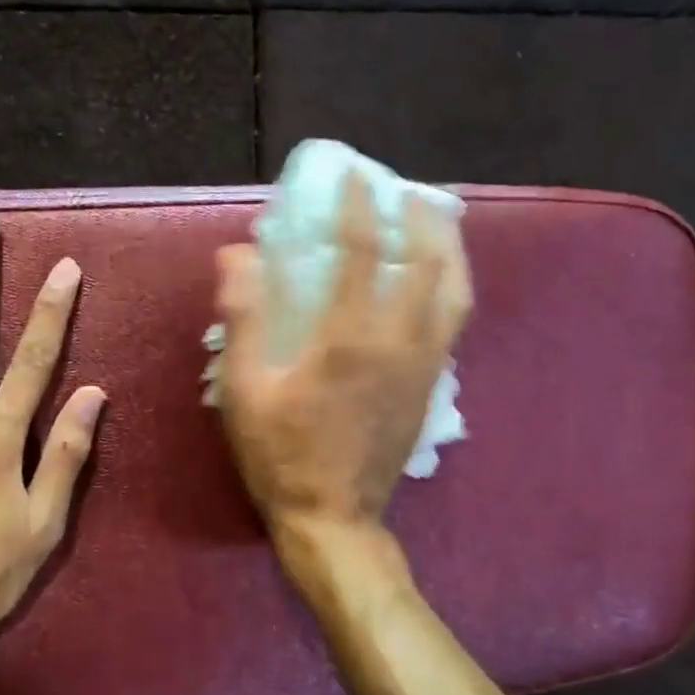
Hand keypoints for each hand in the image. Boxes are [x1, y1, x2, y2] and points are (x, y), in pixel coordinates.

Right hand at [214, 172, 469, 539]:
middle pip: (433, 263)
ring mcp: (425, 368)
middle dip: (424, 218)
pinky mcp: (431, 389)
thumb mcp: (245, 389)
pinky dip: (450, 289)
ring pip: (457, 294)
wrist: (334, 519)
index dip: (360, 205)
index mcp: (352, 338)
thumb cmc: (281, 454)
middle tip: (409, 193)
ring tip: (437, 226)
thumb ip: (244, 318)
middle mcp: (402, 343)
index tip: (355, 175)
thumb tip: (237, 254)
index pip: (365, 251)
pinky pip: (453, 324)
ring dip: (451, 251)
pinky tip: (433, 285)